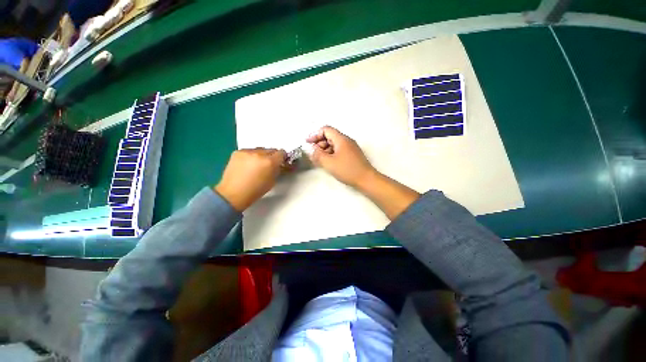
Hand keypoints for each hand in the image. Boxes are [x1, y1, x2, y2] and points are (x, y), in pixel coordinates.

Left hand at [214, 148, 286, 210]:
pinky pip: (249, 151)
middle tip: (268, 165)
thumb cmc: (255, 191)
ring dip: (261, 156)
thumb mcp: (272, 181)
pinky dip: (251, 156)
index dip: (282, 158)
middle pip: (271, 150)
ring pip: (260, 150)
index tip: (280, 162)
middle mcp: (259, 154)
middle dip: (272, 157)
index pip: (281, 153)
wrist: (233, 194)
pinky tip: (247, 165)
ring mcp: (247, 152)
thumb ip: (277, 170)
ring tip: (256, 166)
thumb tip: (278, 165)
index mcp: (270, 162)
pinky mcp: (237, 152)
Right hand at [306, 126, 376, 188]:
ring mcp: (350, 148)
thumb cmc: (347, 170)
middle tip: (313, 153)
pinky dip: (331, 154)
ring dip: (324, 149)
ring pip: (334, 144)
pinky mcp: (352, 155)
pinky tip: (328, 162)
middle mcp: (346, 140)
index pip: (326, 130)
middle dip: (319, 143)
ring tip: (319, 159)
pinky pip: (338, 150)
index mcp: (341, 139)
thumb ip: (318, 155)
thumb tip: (311, 149)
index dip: (315, 135)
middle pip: (330, 136)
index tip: (308, 143)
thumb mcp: (329, 163)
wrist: (366, 179)